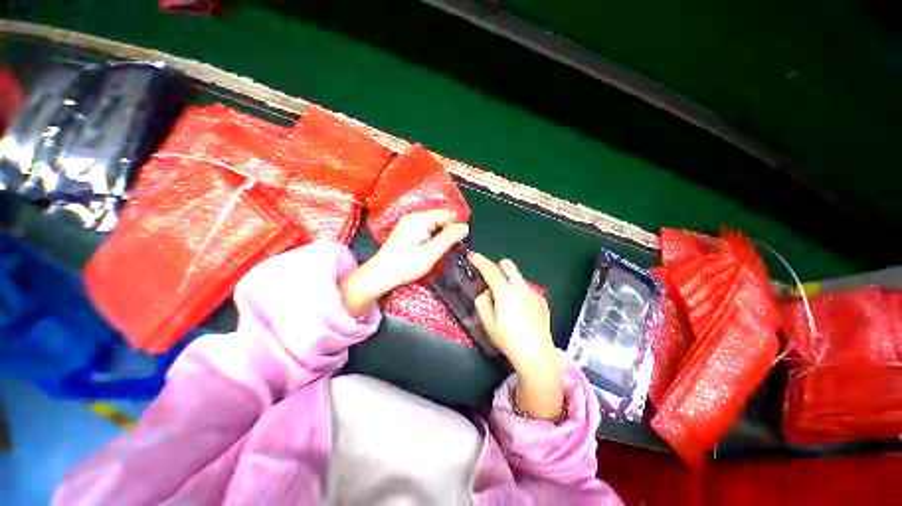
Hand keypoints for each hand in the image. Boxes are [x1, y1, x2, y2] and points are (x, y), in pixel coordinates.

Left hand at [340, 210, 468, 316]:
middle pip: (439, 218)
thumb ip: (449, 238)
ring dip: (438, 236)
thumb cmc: (407, 265)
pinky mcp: (405, 230)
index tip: (453, 245)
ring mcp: (408, 223)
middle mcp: (413, 216)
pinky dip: (430, 237)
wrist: (380, 274)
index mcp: (420, 219)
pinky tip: (426, 250)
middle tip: (443, 250)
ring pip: (433, 224)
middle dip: (446, 232)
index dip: (453, 228)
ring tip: (434, 252)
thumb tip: (465, 226)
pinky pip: (424, 229)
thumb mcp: (431, 253)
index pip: (447, 214)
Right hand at [468, 253, 563, 419]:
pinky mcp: (542, 300)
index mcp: (506, 293)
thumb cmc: (509, 340)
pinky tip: (521, 311)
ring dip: (508, 282)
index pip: (490, 269)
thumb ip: (482, 302)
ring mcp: (534, 293)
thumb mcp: (488, 324)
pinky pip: (527, 289)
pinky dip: (519, 293)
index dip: (479, 260)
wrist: (537, 355)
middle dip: (497, 267)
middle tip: (490, 282)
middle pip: (508, 264)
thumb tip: (486, 292)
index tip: (471, 255)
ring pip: (517, 277)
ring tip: (507, 303)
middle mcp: (521, 288)